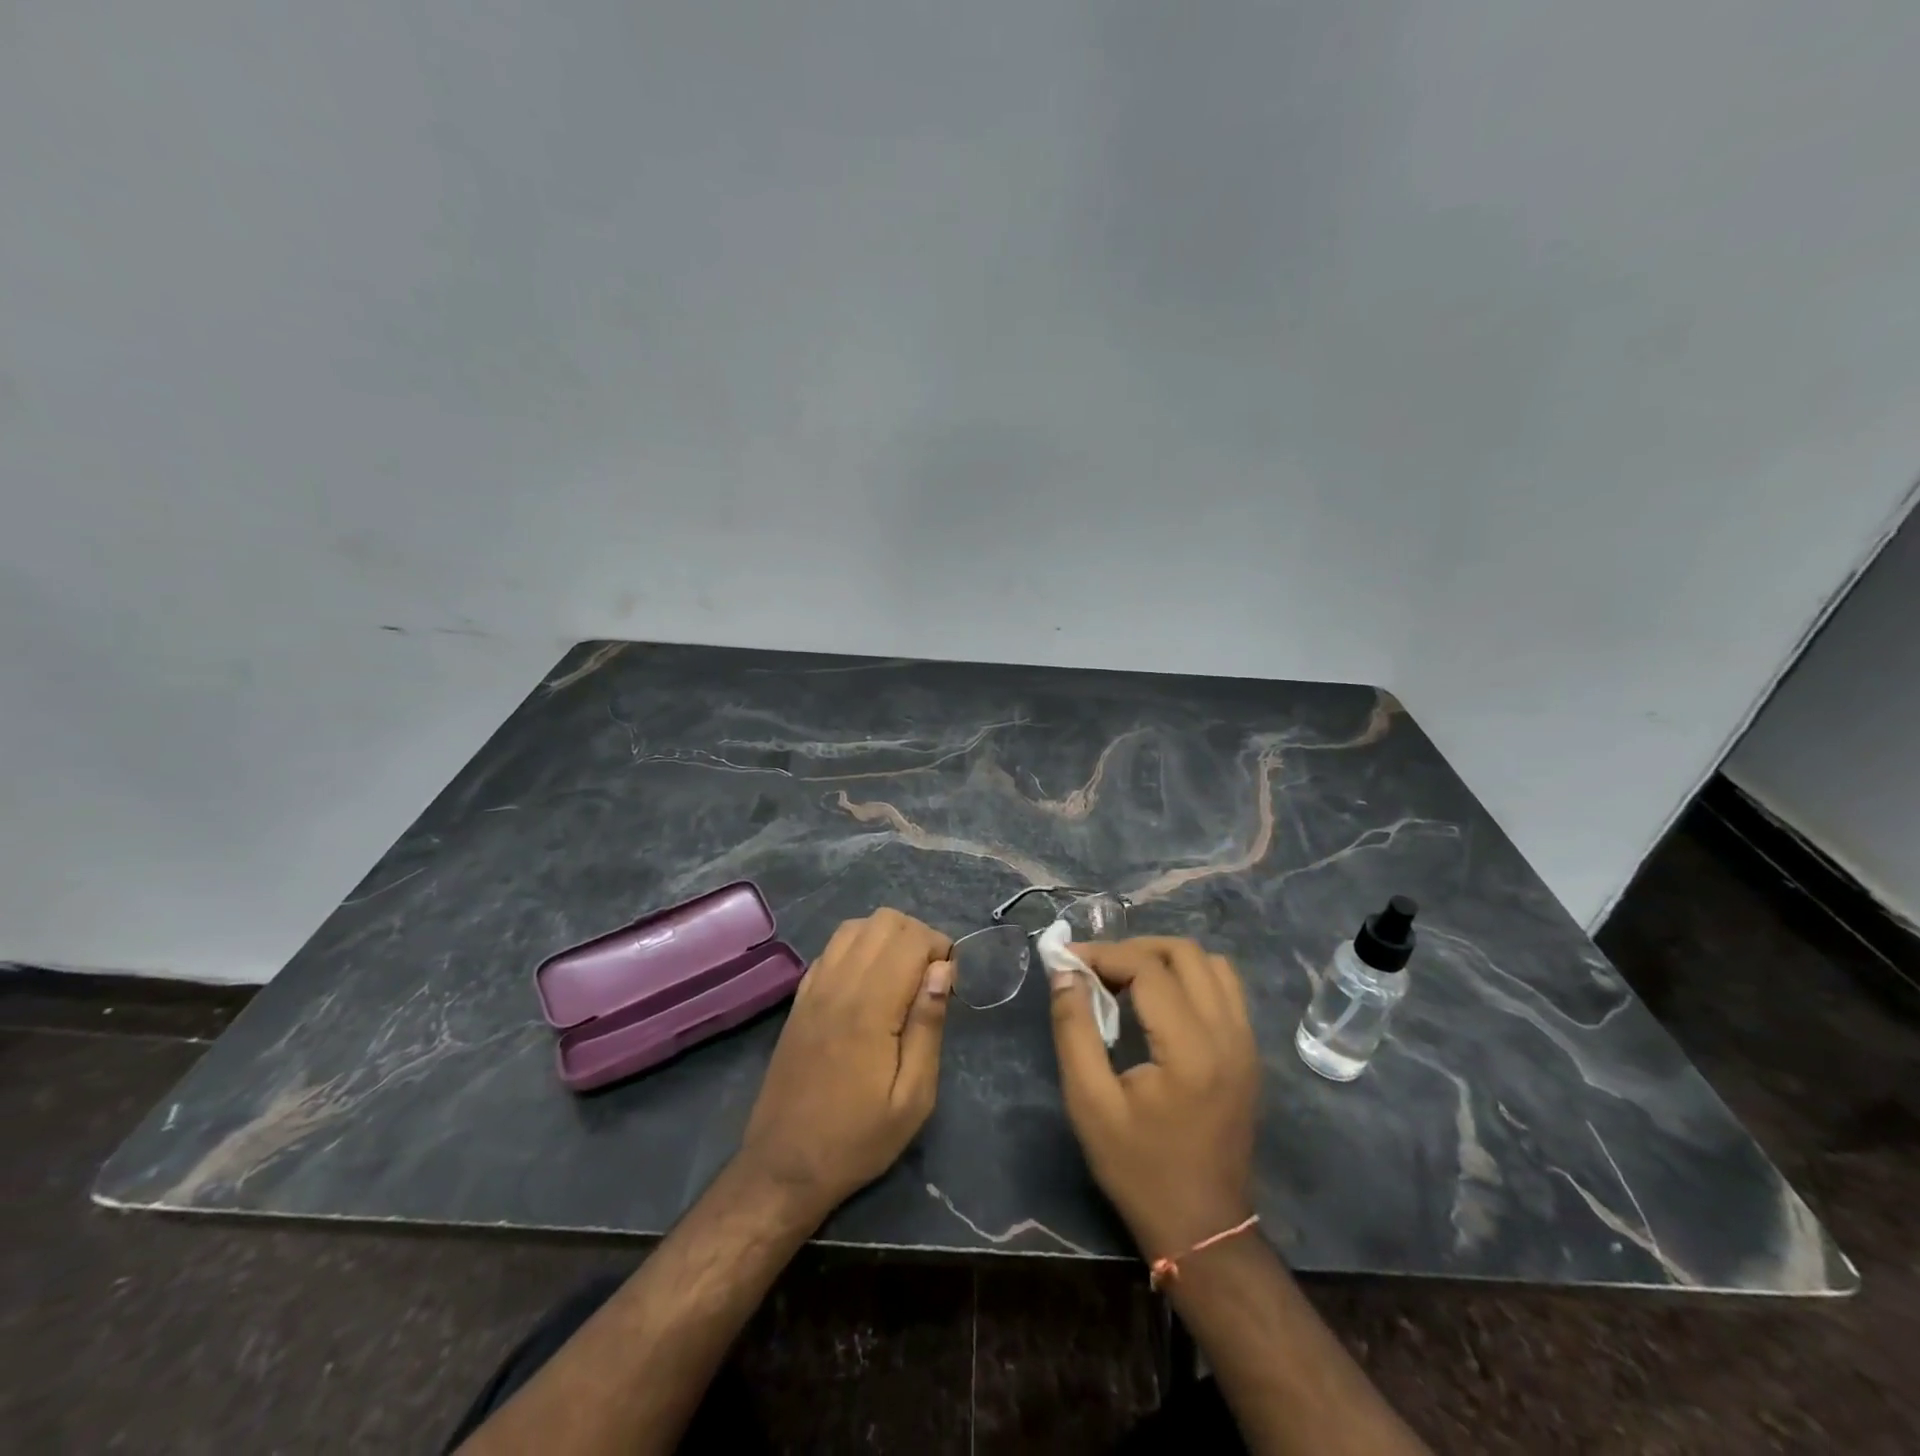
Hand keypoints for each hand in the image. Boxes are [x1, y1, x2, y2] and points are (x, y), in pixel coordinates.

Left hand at [738, 909, 953, 1219]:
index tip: (949, 982)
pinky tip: (868, 983)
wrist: (783, 1166)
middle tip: (929, 977)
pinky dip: (857, 948)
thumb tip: (942, 970)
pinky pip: (831, 948)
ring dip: (886, 937)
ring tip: (901, 975)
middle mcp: (839, 985)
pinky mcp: (799, 999)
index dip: (940, 948)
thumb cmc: (857, 1139)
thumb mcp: (912, 1098)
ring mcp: (813, 988)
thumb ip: (928, 1026)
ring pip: (854, 927)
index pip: (911, 939)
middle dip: (917, 936)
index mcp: (870, 1007)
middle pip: (883, 921)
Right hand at [1050, 937, 1258, 1261]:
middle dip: (1134, 949)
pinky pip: (1225, 988)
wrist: (1203, 1228)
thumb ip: (1074, 1030)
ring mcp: (1246, 1042)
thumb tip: (1066, 973)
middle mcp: (1228, 1034)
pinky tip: (1159, 1001)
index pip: (1148, 969)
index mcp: (1190, 1049)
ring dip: (1165, 959)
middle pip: (1185, 952)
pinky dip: (1190, 977)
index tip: (1067, 961)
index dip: (1103, 954)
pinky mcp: (1249, 1052)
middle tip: (1096, 969)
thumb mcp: (1090, 1103)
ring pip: (1211, 964)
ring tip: (1125, 979)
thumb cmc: (1139, 1169)